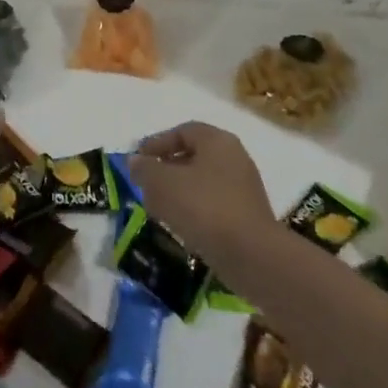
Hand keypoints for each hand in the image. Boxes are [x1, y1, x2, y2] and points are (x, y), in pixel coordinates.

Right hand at [130, 121, 274, 260]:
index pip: (182, 131)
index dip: (157, 143)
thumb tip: (135, 162)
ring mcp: (244, 188)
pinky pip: (213, 204)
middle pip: (193, 156)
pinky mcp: (247, 217)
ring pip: (202, 182)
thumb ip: (145, 169)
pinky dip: (194, 210)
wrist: (252, 256)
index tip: (138, 160)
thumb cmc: (204, 208)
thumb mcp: (163, 184)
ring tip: (158, 207)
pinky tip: (180, 226)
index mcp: (217, 141)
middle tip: (146, 183)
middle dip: (166, 168)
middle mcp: (234, 158)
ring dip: (178, 191)